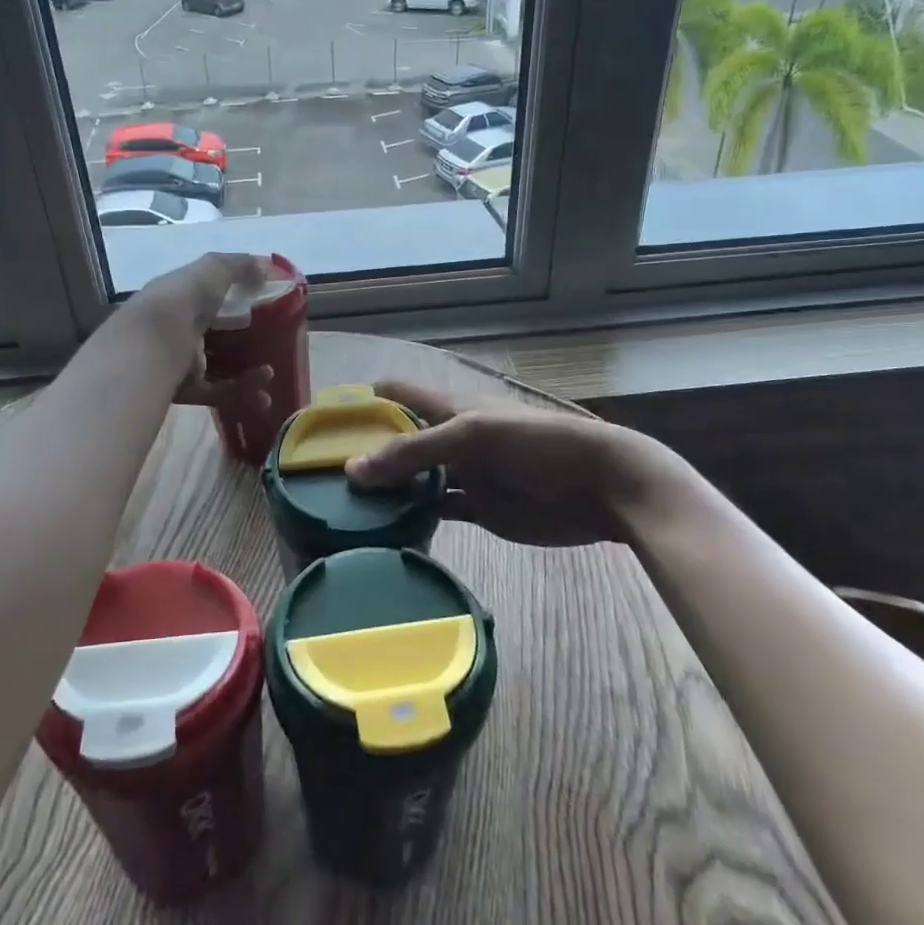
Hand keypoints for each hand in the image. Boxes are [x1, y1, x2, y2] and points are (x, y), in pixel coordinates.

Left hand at [123, 252, 272, 409]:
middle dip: (247, 341)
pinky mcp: (187, 389)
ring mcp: (183, 361)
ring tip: (270, 374)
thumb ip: (238, 266)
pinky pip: (220, 392)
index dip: (236, 300)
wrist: (153, 345)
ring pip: (222, 366)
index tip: (265, 305)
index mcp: (180, 299)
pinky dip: (242, 392)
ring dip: (249, 372)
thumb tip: (265, 268)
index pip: (209, 298)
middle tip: (274, 343)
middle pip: (218, 335)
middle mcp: (179, 330)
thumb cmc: (182, 301)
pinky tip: (262, 392)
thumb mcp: (211, 270)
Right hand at [344, 380, 691, 546]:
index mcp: (451, 407)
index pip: (399, 394)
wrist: (601, 486)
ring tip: (343, 507)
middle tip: (322, 475)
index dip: (365, 400)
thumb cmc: (538, 443)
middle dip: (367, 452)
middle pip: (402, 440)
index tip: (324, 418)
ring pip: (416, 479)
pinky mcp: (481, 509)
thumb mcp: (473, 436)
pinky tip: (387, 530)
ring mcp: (466, 475)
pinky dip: (414, 517)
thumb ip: (414, 450)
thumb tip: (353, 470)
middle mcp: (452, 438)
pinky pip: (438, 510)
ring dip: (387, 490)